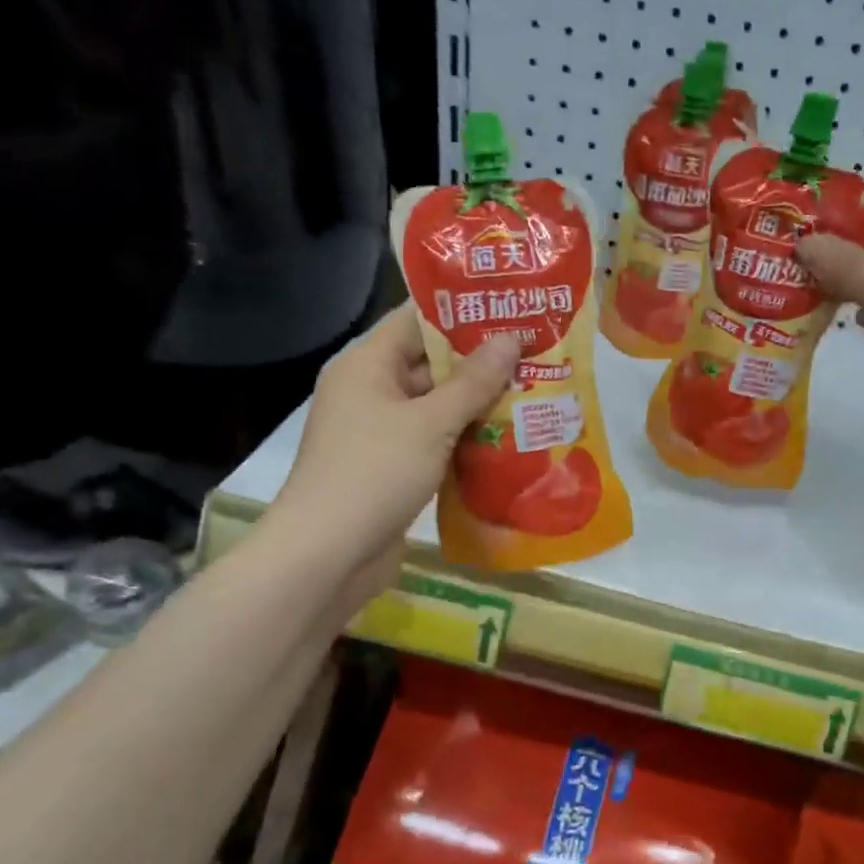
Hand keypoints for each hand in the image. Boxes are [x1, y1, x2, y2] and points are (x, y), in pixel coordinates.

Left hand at [269, 304, 517, 576]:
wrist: (328, 555)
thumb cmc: (375, 473)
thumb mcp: (431, 422)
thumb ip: (473, 381)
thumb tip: (511, 339)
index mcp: (367, 364)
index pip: (416, 320)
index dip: (463, 312)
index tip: (511, 309)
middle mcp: (371, 391)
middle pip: (431, 364)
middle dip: (481, 362)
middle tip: (535, 355)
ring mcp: (380, 432)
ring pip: (437, 407)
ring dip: (479, 405)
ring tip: (534, 393)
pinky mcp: (392, 468)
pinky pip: (434, 441)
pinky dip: (466, 440)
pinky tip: (509, 440)